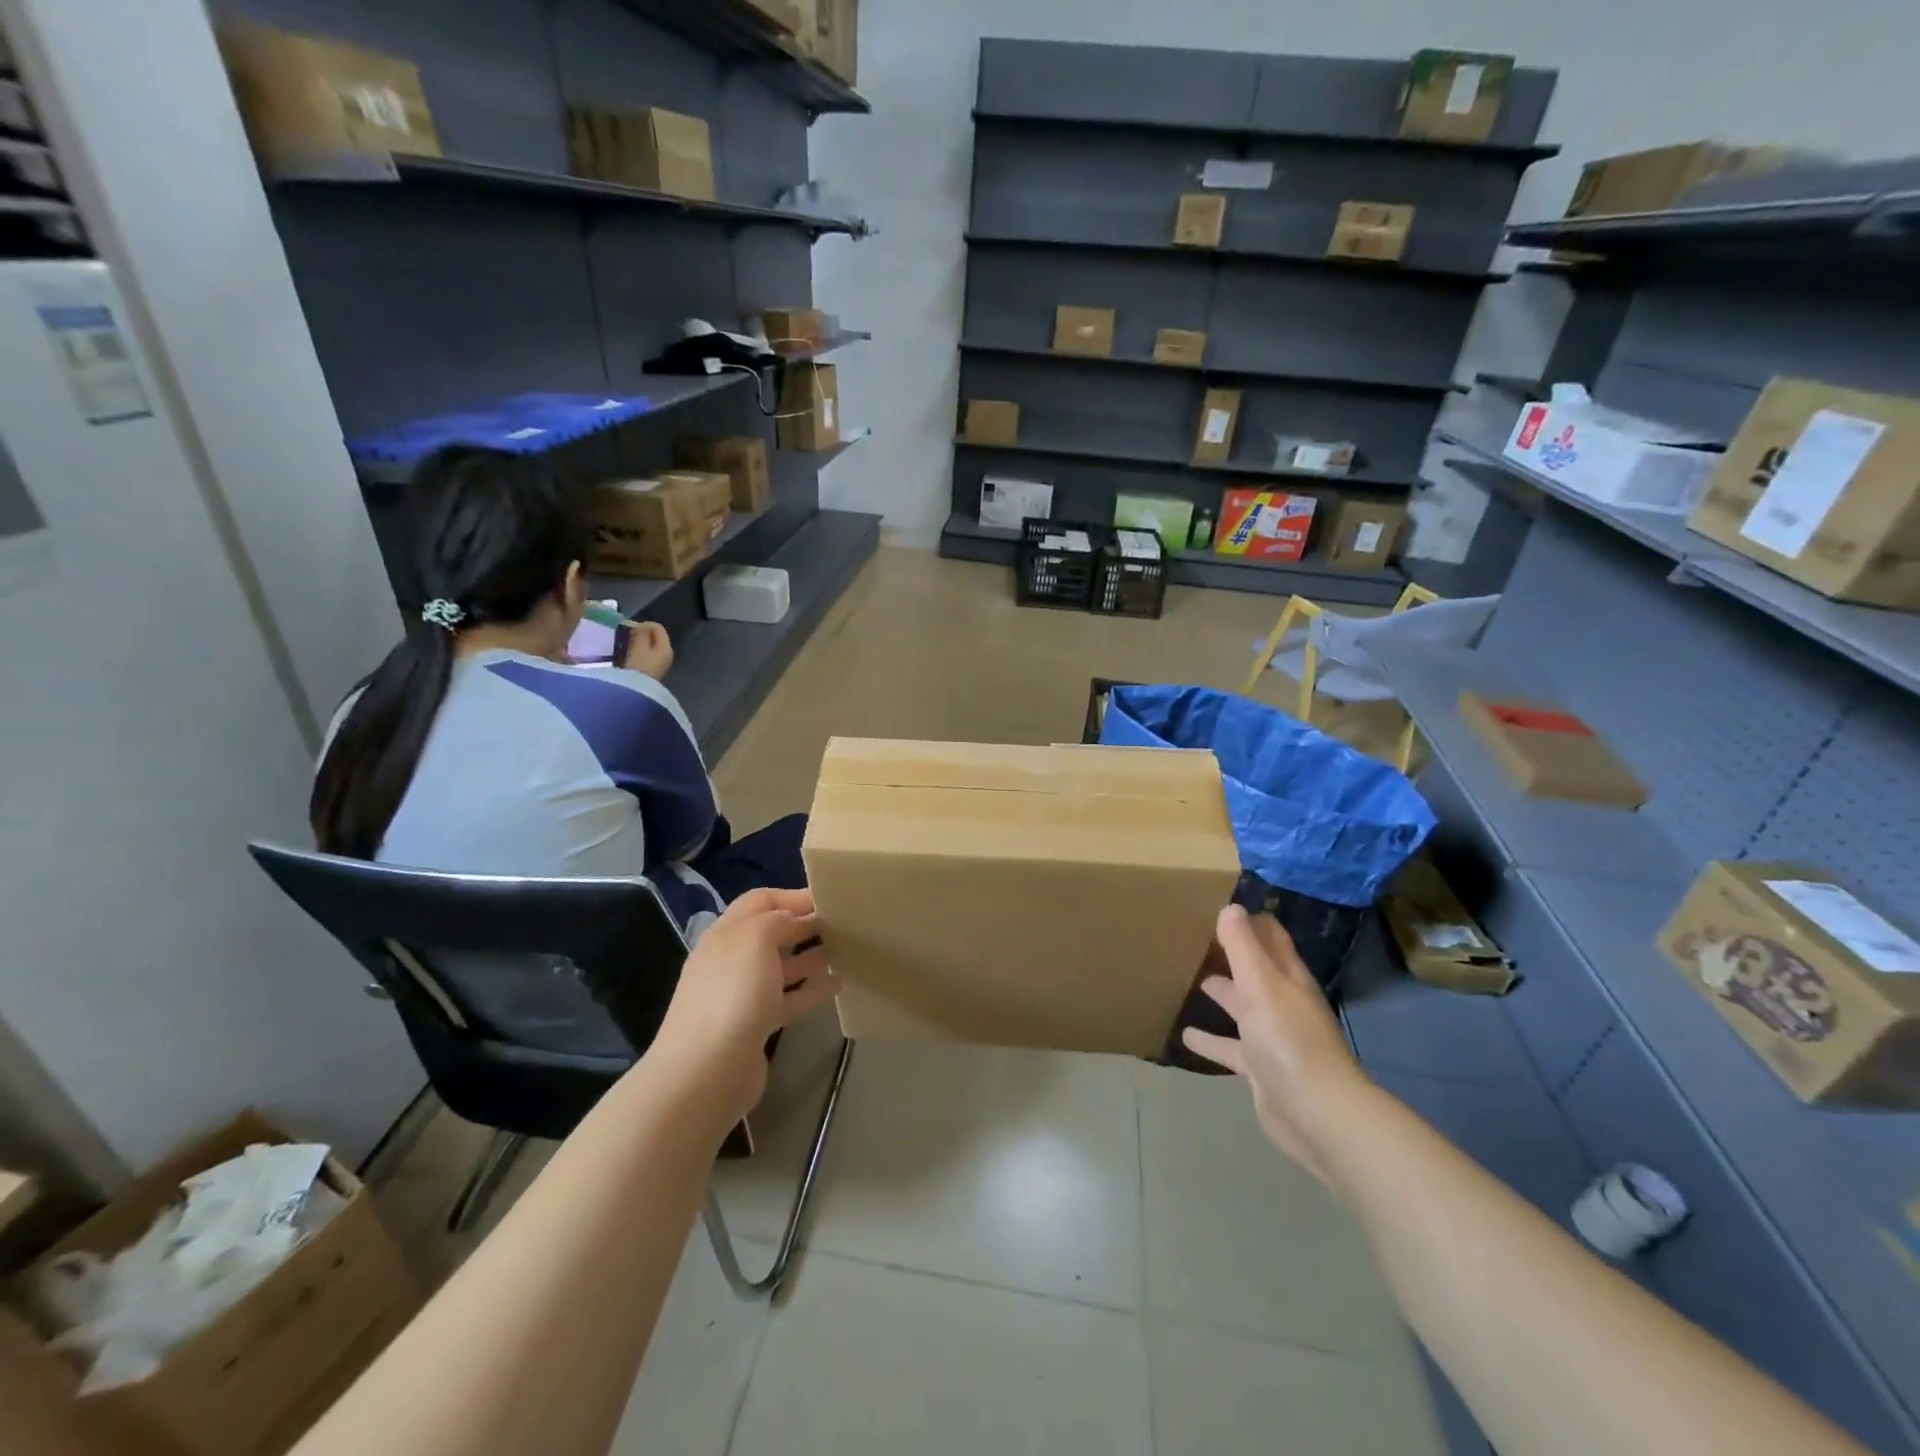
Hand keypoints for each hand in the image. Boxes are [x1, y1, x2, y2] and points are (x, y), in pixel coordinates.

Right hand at [621, 621, 673, 678]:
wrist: (635, 692)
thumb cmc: (638, 666)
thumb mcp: (639, 646)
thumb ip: (641, 633)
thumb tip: (640, 627)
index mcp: (666, 648)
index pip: (658, 628)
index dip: (643, 624)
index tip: (628, 627)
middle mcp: (666, 655)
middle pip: (654, 638)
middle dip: (640, 634)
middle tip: (625, 635)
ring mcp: (659, 665)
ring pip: (648, 647)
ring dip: (637, 644)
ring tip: (623, 644)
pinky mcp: (650, 672)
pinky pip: (644, 657)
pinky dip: (636, 653)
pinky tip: (625, 655)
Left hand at [650, 889, 839, 1136]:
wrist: (706, 1072)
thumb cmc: (733, 994)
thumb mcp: (757, 939)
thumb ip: (779, 920)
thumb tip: (797, 920)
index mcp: (725, 934)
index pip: (760, 901)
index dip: (792, 896)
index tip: (827, 898)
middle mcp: (731, 960)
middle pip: (770, 933)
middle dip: (803, 925)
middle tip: (841, 924)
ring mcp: (742, 995)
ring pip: (781, 966)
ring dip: (810, 956)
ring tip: (844, 951)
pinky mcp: (755, 1026)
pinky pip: (788, 999)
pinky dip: (811, 990)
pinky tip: (837, 985)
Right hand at [1181, 906, 1371, 1188]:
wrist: (1317, 1115)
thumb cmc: (1288, 1040)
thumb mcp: (1261, 985)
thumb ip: (1243, 947)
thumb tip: (1230, 907)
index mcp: (1288, 978)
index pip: (1271, 937)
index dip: (1250, 921)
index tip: (1220, 906)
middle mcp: (1283, 1003)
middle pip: (1256, 970)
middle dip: (1233, 954)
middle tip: (1198, 937)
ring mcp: (1272, 1037)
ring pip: (1243, 1007)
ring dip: (1222, 994)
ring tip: (1192, 979)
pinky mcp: (1260, 1068)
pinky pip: (1231, 1047)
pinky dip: (1211, 1040)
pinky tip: (1186, 1035)